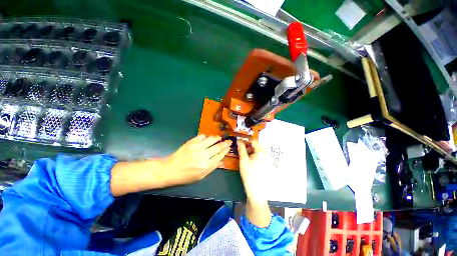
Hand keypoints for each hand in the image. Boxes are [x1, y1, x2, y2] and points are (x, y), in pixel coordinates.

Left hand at [110, 135, 230, 196]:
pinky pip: (202, 136)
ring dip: (217, 138)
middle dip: (225, 143)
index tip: (229, 147)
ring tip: (220, 137)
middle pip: (218, 147)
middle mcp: (203, 155)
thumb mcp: (201, 175)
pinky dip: (207, 136)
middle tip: (229, 140)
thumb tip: (222, 160)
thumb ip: (213, 167)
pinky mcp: (191, 142)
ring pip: (211, 139)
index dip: (226, 150)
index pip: (220, 155)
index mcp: (206, 165)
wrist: (170, 169)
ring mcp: (197, 147)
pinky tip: (208, 137)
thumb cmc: (186, 175)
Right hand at [238, 140, 271, 227]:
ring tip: (246, 154)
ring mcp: (268, 159)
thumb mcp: (243, 160)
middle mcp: (267, 154)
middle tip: (242, 148)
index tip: (240, 142)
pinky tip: (251, 159)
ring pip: (260, 150)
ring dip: (253, 149)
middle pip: (258, 145)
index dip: (246, 140)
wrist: (256, 191)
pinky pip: (262, 155)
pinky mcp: (268, 164)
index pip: (254, 141)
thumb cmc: (249, 174)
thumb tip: (239, 140)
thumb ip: (241, 148)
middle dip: (250, 145)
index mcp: (262, 152)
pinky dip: (256, 154)